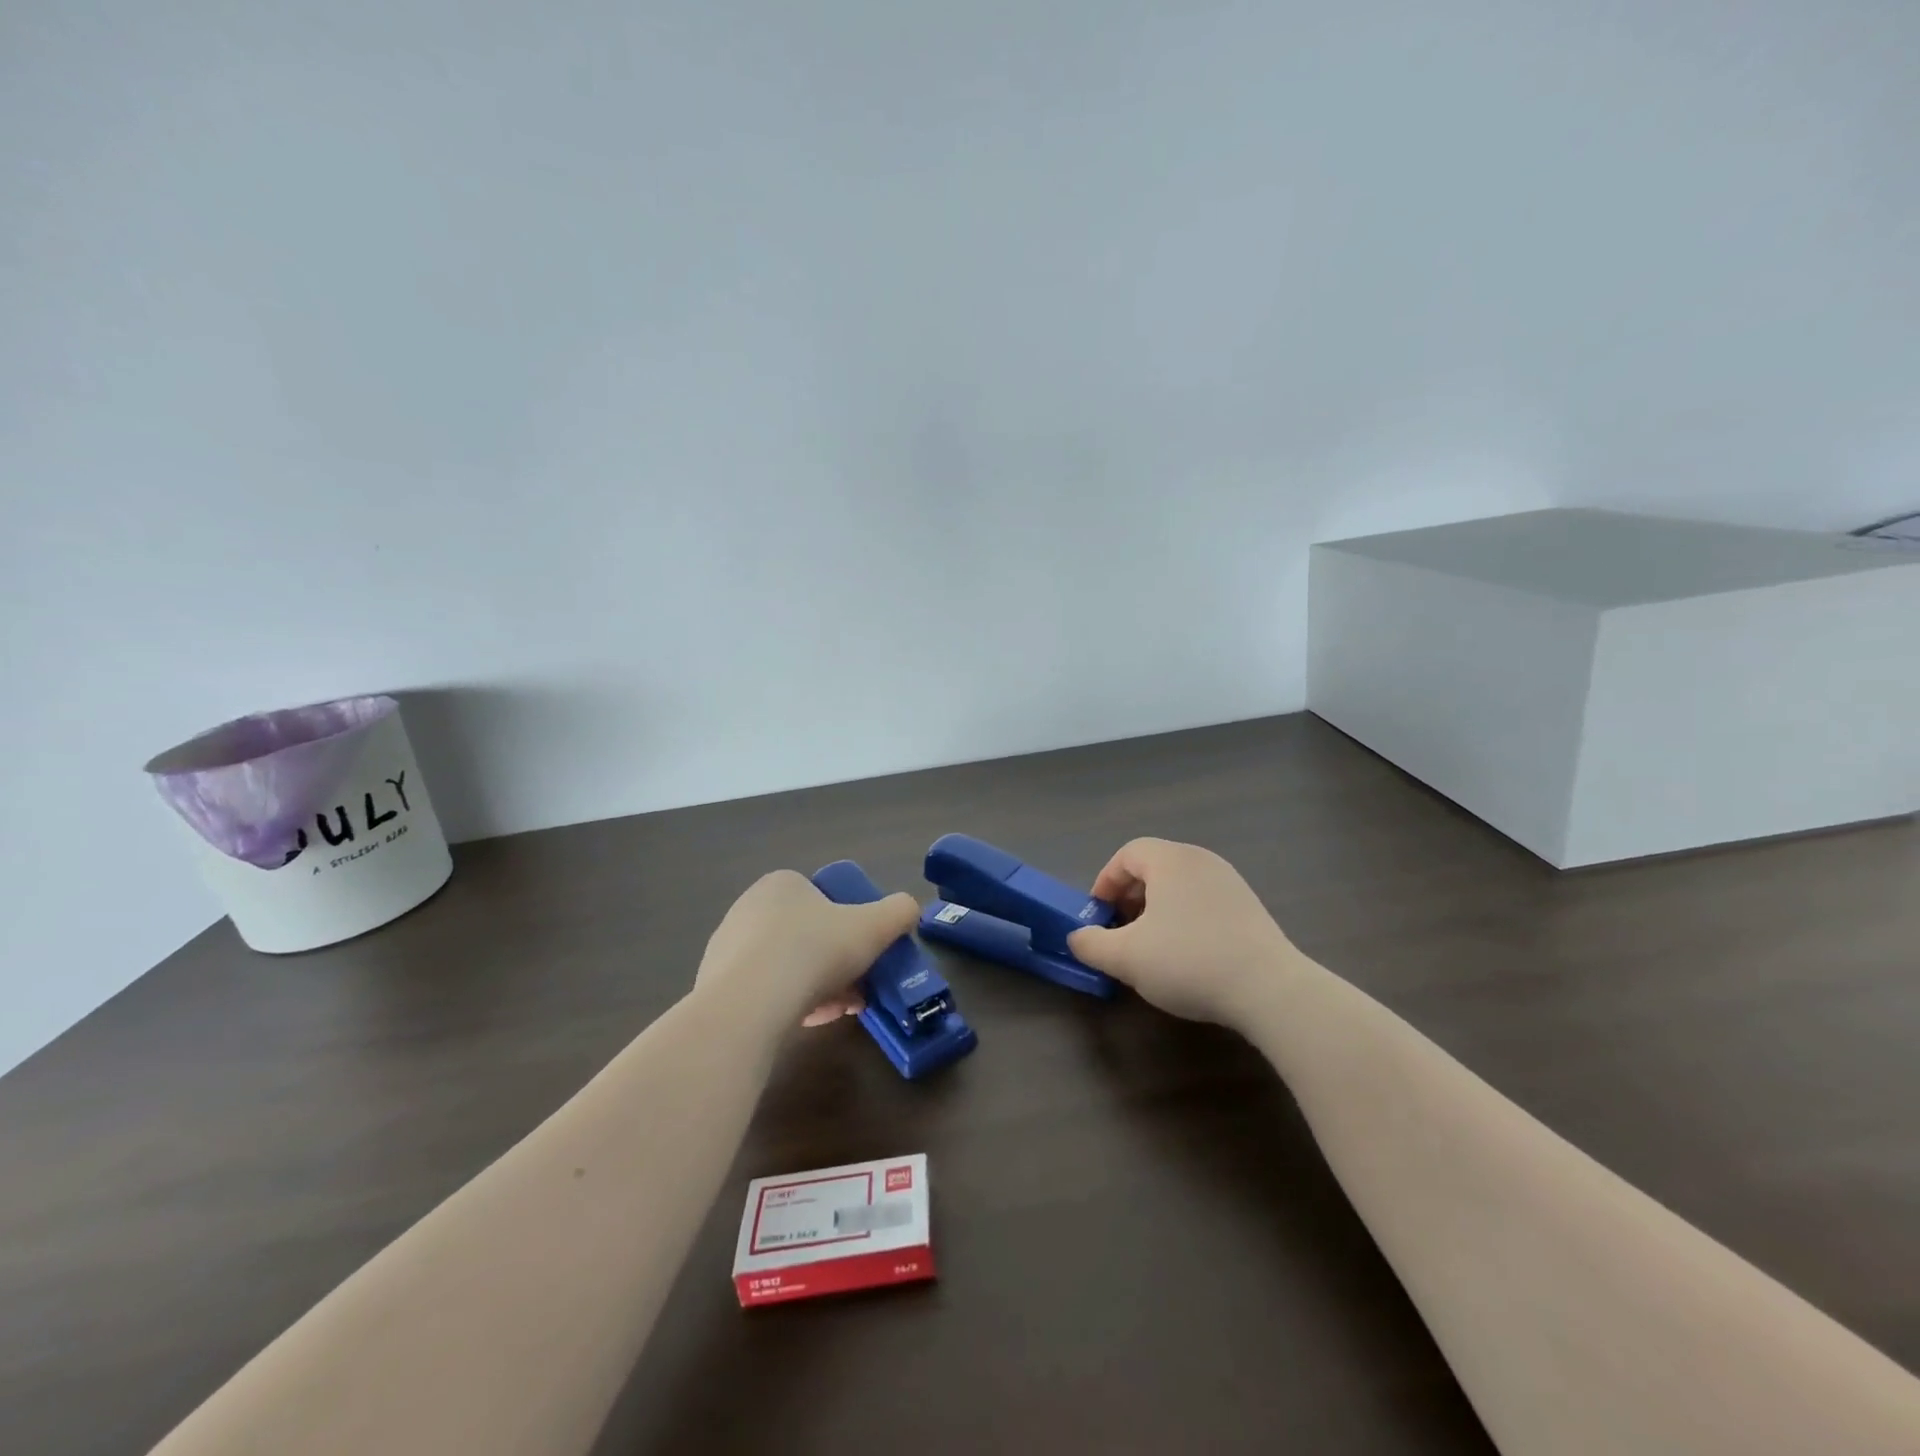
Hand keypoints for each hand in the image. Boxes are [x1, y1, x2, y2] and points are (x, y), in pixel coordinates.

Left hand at [696, 870, 919, 1028]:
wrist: (749, 1005)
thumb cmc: (815, 951)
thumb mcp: (874, 926)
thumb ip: (899, 911)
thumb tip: (908, 910)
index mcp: (782, 884)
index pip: (823, 901)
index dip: (850, 929)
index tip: (865, 958)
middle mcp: (749, 907)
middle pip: (807, 936)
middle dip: (835, 964)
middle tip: (856, 991)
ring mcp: (727, 946)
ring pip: (786, 966)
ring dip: (815, 987)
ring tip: (835, 1012)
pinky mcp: (714, 985)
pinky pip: (762, 991)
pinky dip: (787, 1004)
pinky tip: (804, 1022)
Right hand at [1066, 838, 1298, 1028]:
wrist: (1269, 989)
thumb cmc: (1188, 960)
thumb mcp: (1125, 957)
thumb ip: (1091, 943)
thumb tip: (1077, 937)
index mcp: (1170, 859)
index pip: (1127, 854)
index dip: (1105, 881)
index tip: (1099, 915)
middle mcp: (1201, 860)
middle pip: (1153, 867)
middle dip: (1129, 898)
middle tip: (1120, 932)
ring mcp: (1230, 882)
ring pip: (1179, 886)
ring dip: (1156, 911)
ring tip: (1151, 947)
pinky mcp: (1250, 908)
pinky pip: (1203, 902)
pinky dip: (1184, 919)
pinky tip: (1186, 956)